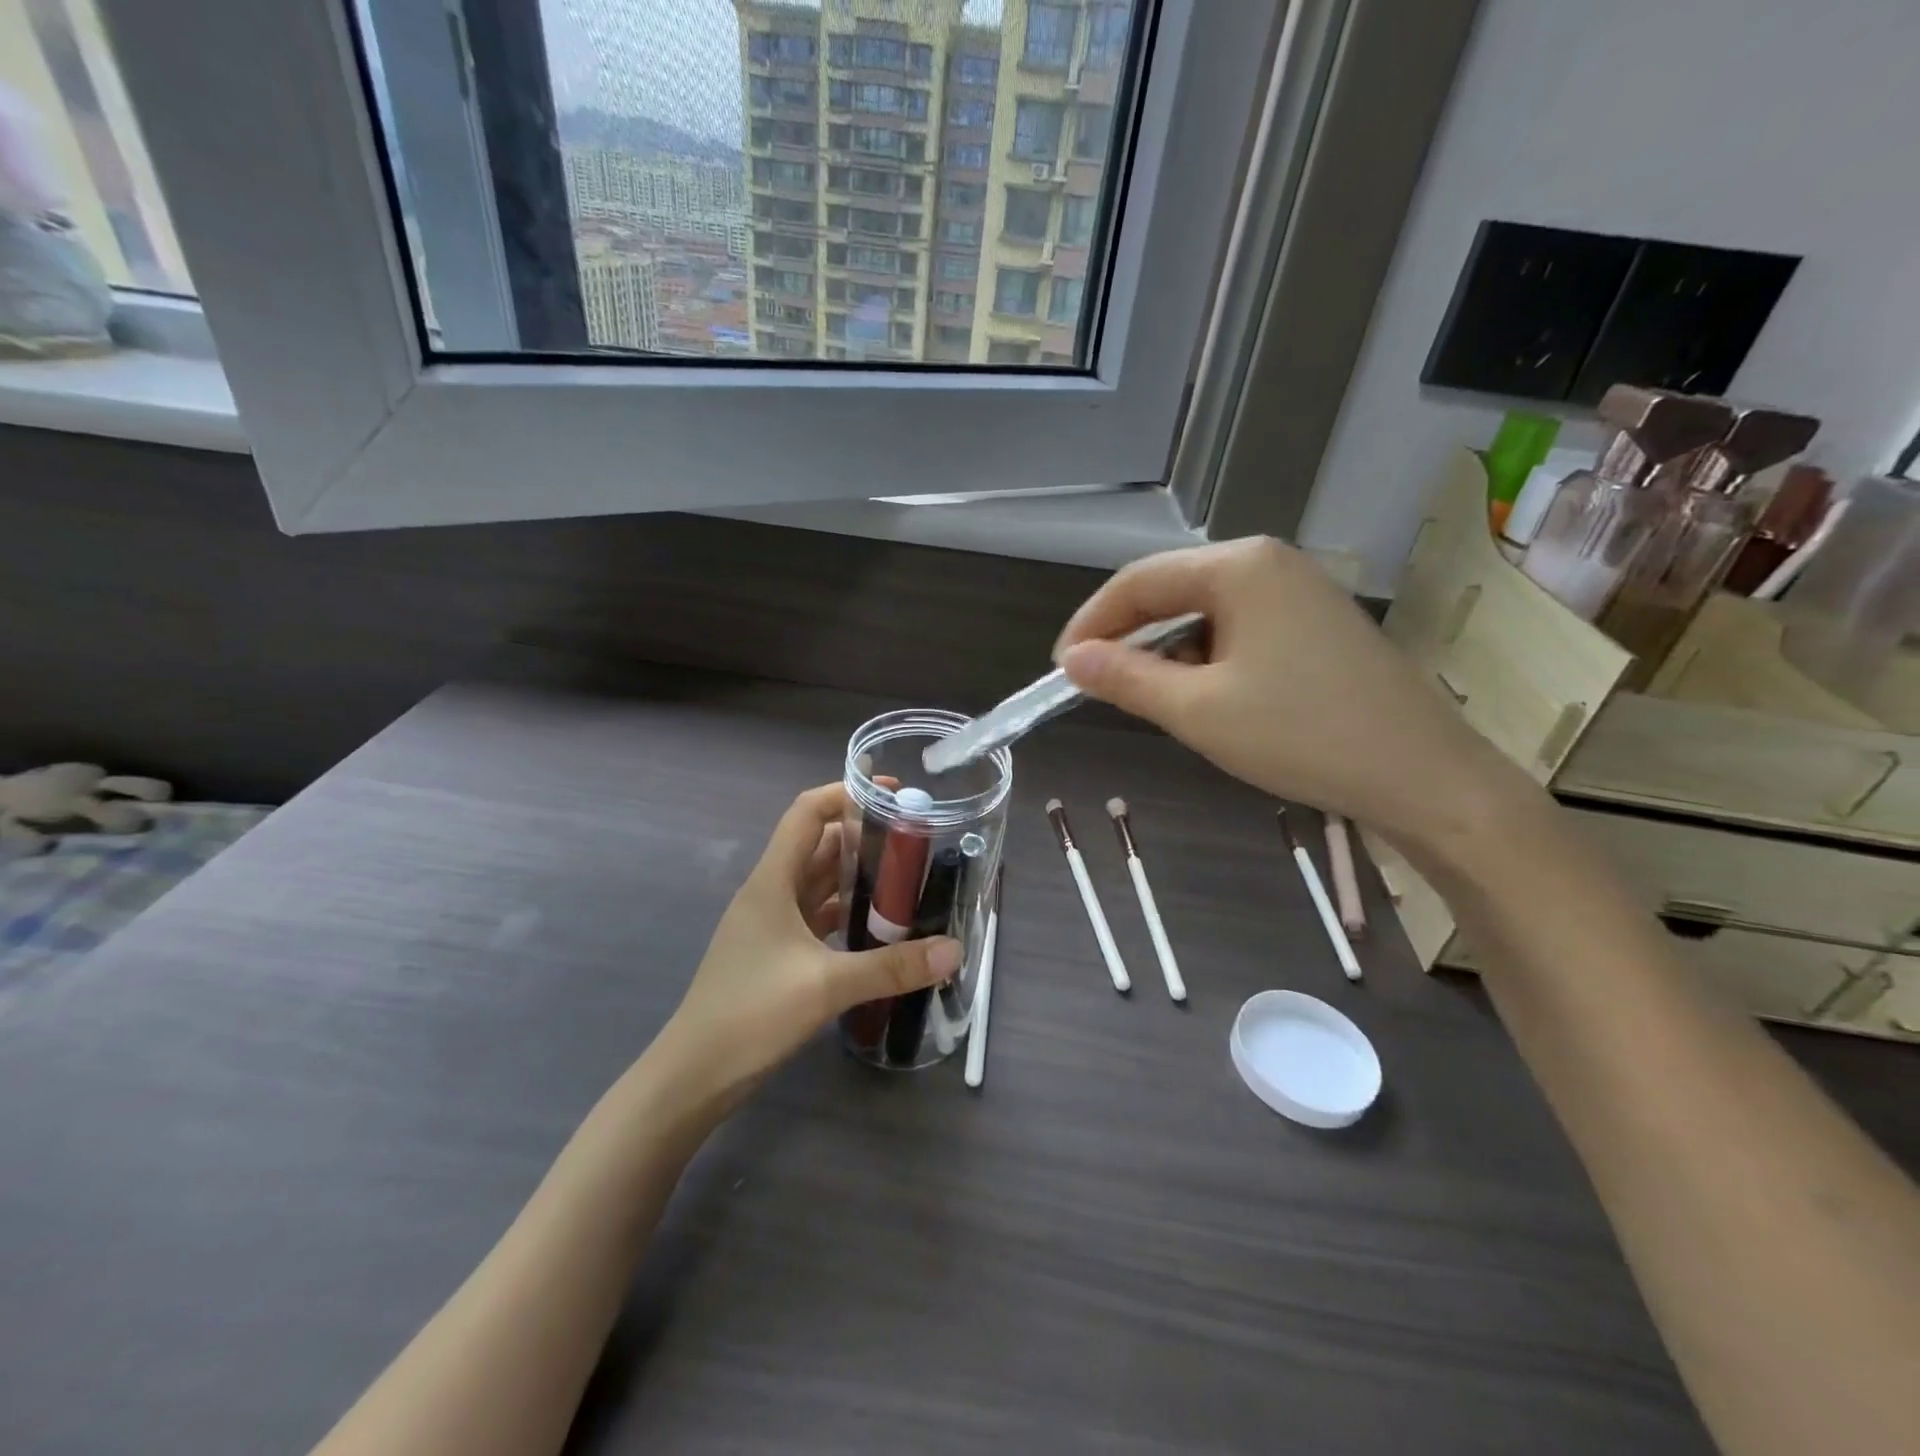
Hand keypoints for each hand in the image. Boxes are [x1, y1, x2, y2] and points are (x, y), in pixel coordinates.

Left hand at [652, 783, 960, 1112]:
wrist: (694, 1075)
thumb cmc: (751, 1014)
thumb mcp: (827, 986)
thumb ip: (892, 966)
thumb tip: (954, 950)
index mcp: (772, 881)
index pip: (807, 813)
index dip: (846, 792)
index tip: (892, 792)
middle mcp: (770, 892)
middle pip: (818, 845)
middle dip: (863, 835)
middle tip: (915, 839)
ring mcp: (770, 923)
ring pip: (819, 882)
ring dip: (857, 875)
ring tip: (906, 876)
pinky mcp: (774, 952)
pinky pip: (816, 915)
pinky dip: (846, 911)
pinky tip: (878, 925)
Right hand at [1055, 538, 1527, 852]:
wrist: (1425, 777)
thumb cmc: (1301, 735)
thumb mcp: (1197, 710)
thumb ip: (1126, 678)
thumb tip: (1072, 660)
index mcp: (1240, 566)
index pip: (1138, 582)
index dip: (1091, 623)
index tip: (1060, 670)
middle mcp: (1270, 563)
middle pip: (1173, 591)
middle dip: (1129, 638)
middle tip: (1097, 686)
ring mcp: (1300, 592)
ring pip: (1205, 613)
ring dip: (1168, 653)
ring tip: (1151, 700)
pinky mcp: (1317, 624)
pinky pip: (1240, 630)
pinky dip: (1207, 660)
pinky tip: (1204, 698)